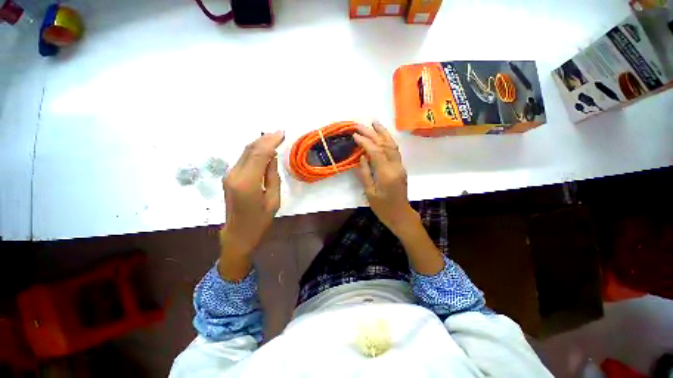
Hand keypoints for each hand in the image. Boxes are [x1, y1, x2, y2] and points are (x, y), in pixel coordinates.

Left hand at [219, 131, 284, 279]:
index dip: (270, 141)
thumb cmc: (260, 221)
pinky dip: (254, 152)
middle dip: (264, 139)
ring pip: (245, 152)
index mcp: (247, 183)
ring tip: (274, 138)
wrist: (238, 234)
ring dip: (259, 144)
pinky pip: (243, 159)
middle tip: (279, 133)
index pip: (258, 154)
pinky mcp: (229, 177)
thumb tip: (272, 157)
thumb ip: (272, 176)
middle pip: (249, 150)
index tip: (281, 133)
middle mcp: (234, 175)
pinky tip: (265, 151)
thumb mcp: (273, 200)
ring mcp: (229, 175)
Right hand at [354, 122, 443, 274]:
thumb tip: (362, 157)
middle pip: (384, 145)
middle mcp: (396, 167)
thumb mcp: (370, 193)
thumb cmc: (383, 208)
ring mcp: (400, 166)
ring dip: (383, 133)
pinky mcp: (400, 168)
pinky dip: (387, 141)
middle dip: (372, 133)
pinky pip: (394, 151)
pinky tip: (382, 136)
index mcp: (386, 174)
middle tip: (360, 124)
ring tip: (374, 122)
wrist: (401, 215)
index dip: (365, 142)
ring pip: (392, 145)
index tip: (354, 135)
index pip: (376, 152)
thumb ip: (365, 173)